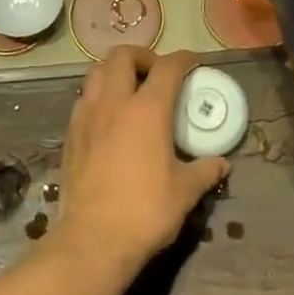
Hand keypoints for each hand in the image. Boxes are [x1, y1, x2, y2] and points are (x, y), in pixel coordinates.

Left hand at [56, 47, 229, 268]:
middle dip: (142, 55)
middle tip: (156, 72)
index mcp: (147, 110)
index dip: (183, 59)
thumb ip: (205, 171)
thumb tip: (222, 163)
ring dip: (115, 71)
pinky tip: (108, 117)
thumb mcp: (185, 192)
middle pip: (123, 55)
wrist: (93, 239)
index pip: (168, 67)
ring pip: (96, 72)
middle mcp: (114, 102)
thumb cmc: (145, 211)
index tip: (193, 62)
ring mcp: (87, 115)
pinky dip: (98, 95)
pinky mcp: (71, 134)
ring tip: (129, 88)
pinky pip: (83, 99)